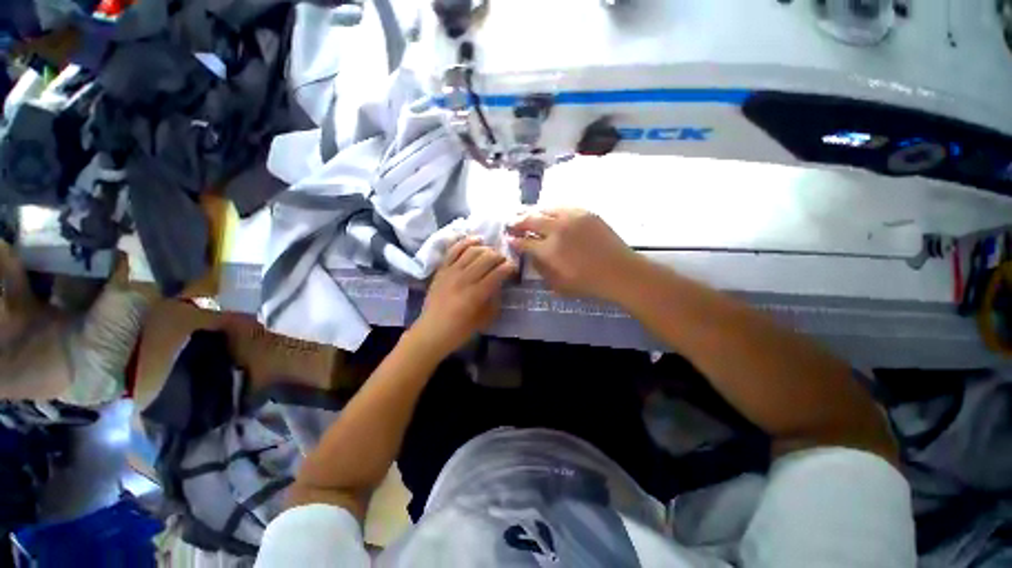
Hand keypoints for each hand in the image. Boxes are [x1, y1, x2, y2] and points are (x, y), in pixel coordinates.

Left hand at [413, 237, 515, 355]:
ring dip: (486, 248)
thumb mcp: (484, 319)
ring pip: (472, 250)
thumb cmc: (460, 330)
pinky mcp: (441, 269)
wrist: (431, 331)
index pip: (498, 272)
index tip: (514, 267)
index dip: (509, 267)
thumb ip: (494, 300)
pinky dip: (465, 242)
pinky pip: (453, 250)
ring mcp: (451, 272)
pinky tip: (475, 240)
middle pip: (487, 258)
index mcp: (476, 294)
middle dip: (500, 256)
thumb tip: (500, 284)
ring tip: (491, 251)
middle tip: (504, 260)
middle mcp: (464, 279)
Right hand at [508, 208, 641, 301]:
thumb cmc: (588, 284)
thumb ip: (541, 269)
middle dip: (517, 222)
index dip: (514, 241)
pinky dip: (552, 210)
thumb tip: (531, 256)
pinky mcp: (585, 213)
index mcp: (549, 250)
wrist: (620, 272)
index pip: (524, 242)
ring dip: (533, 212)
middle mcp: (557, 230)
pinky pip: (563, 207)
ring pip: (546, 209)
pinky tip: (550, 213)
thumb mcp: (558, 285)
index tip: (508, 239)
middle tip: (511, 223)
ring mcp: (572, 218)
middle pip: (530, 220)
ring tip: (527, 214)